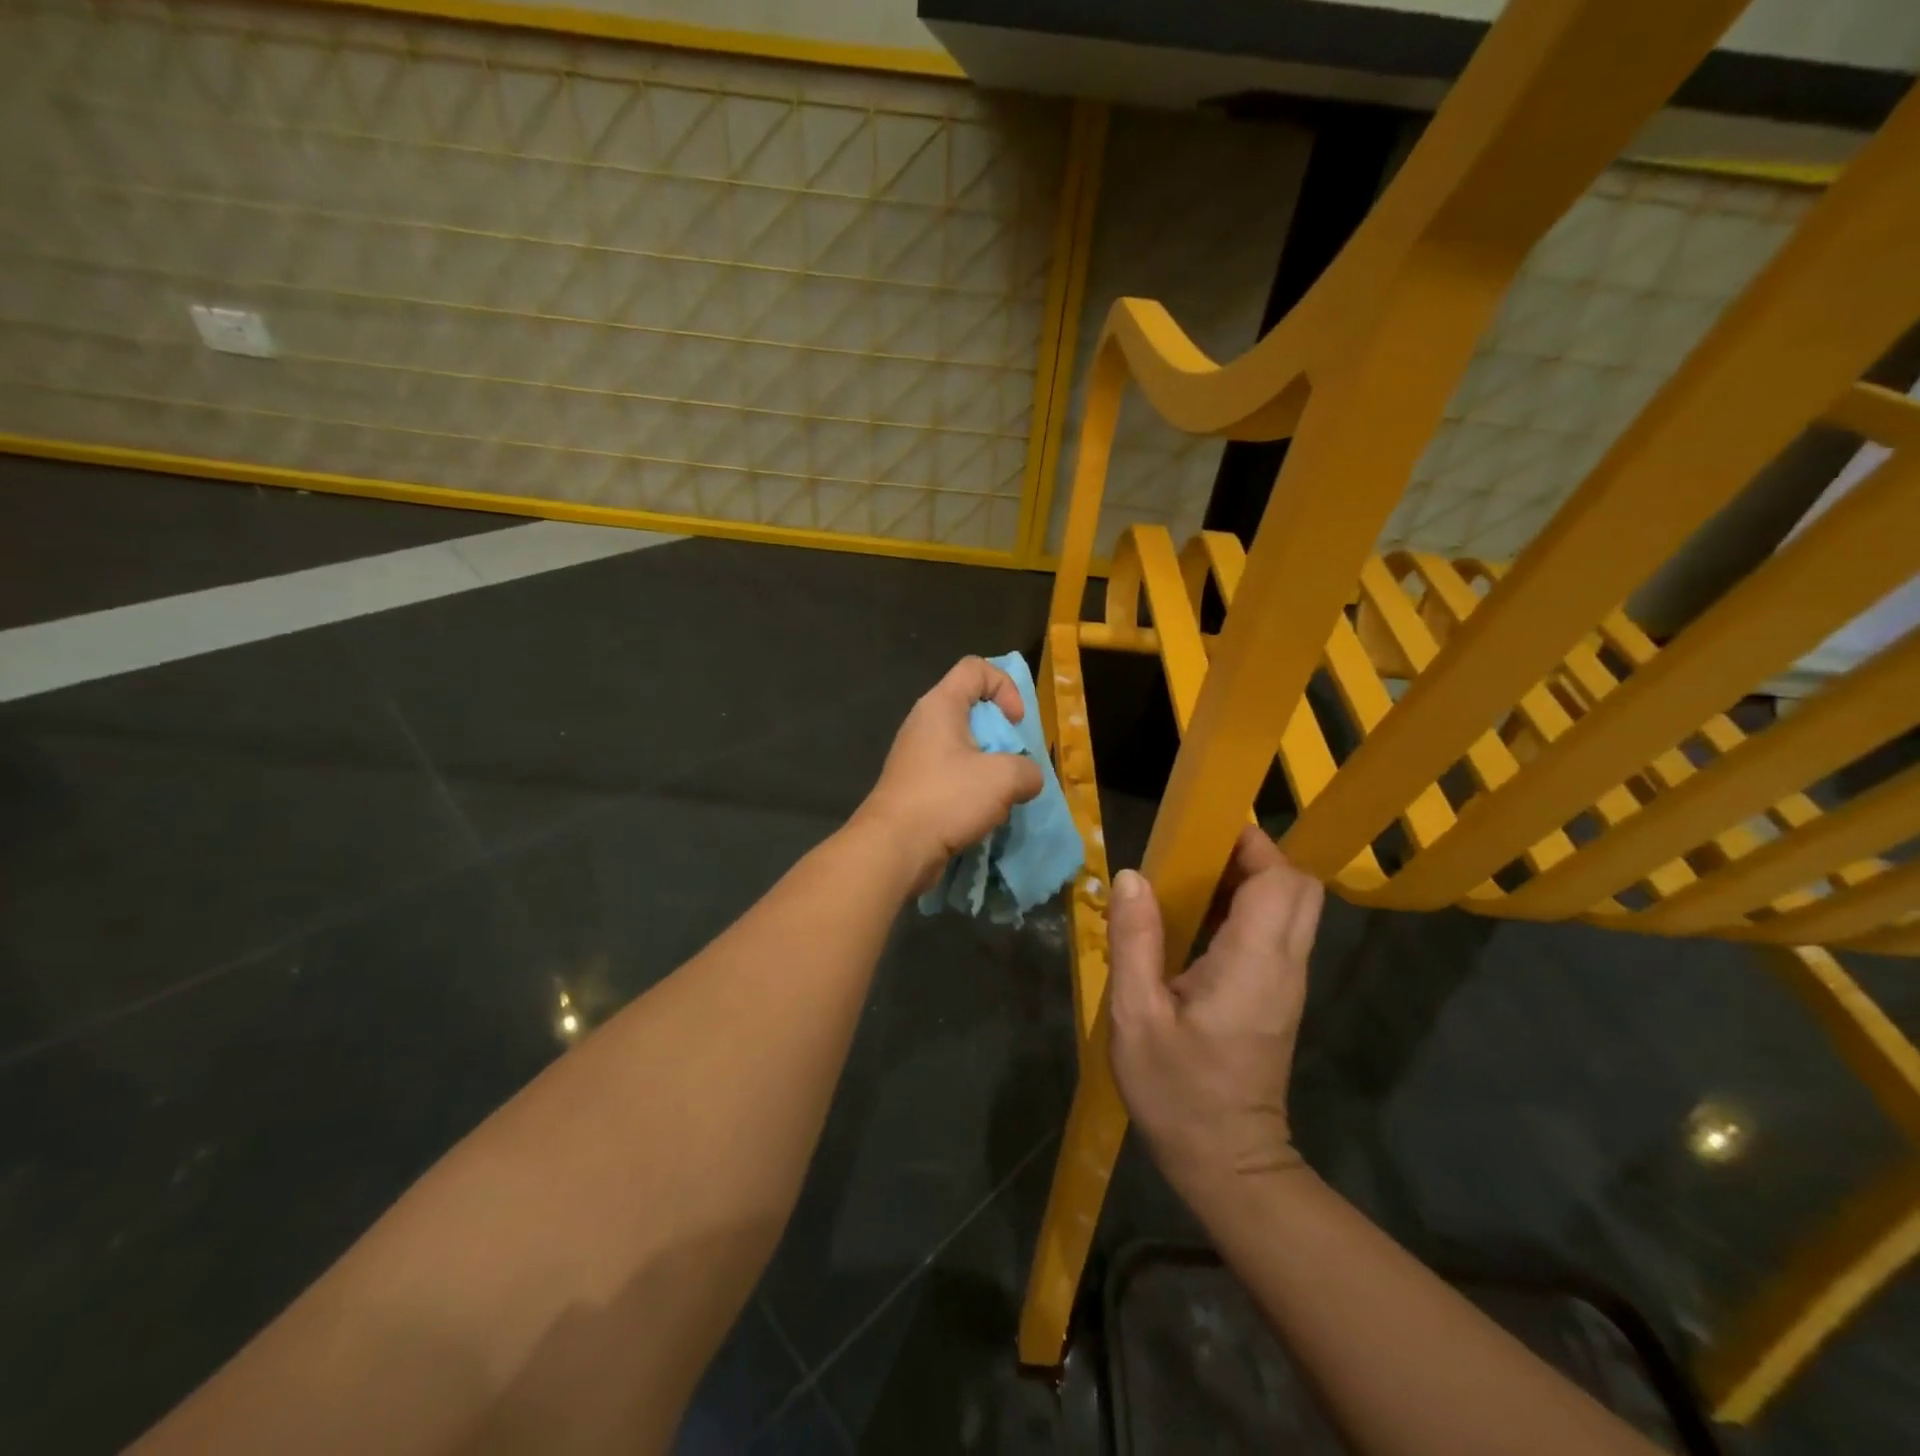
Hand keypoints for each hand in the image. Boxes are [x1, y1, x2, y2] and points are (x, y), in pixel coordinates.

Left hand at [854, 656, 1044, 891]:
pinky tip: (983, 812)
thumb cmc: (947, 799)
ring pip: (963, 746)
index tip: (1015, 723)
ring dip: (989, 766)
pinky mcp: (915, 785)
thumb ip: (1028, 770)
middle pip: (971, 708)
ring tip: (1002, 791)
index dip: (1004, 686)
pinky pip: (952, 774)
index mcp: (940, 705)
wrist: (894, 848)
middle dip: (1001, 732)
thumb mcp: (1003, 779)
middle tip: (1015, 761)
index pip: (975, 668)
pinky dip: (972, 788)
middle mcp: (924, 723)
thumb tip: (1027, 778)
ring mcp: (916, 756)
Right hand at [1108, 827, 1323, 1199]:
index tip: (1205, 832)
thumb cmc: (1177, 1091)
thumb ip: (1135, 941)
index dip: (1253, 845)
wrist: (1227, 1164)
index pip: (1282, 880)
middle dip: (1256, 857)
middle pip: (1299, 887)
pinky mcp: (1278, 996)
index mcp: (1255, 963)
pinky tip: (1198, 922)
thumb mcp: (1137, 1016)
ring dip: (1250, 881)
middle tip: (1198, 857)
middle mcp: (1284, 965)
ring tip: (1190, 882)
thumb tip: (1133, 876)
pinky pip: (1276, 932)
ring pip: (1292, 907)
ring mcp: (1287, 982)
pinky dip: (1247, 910)